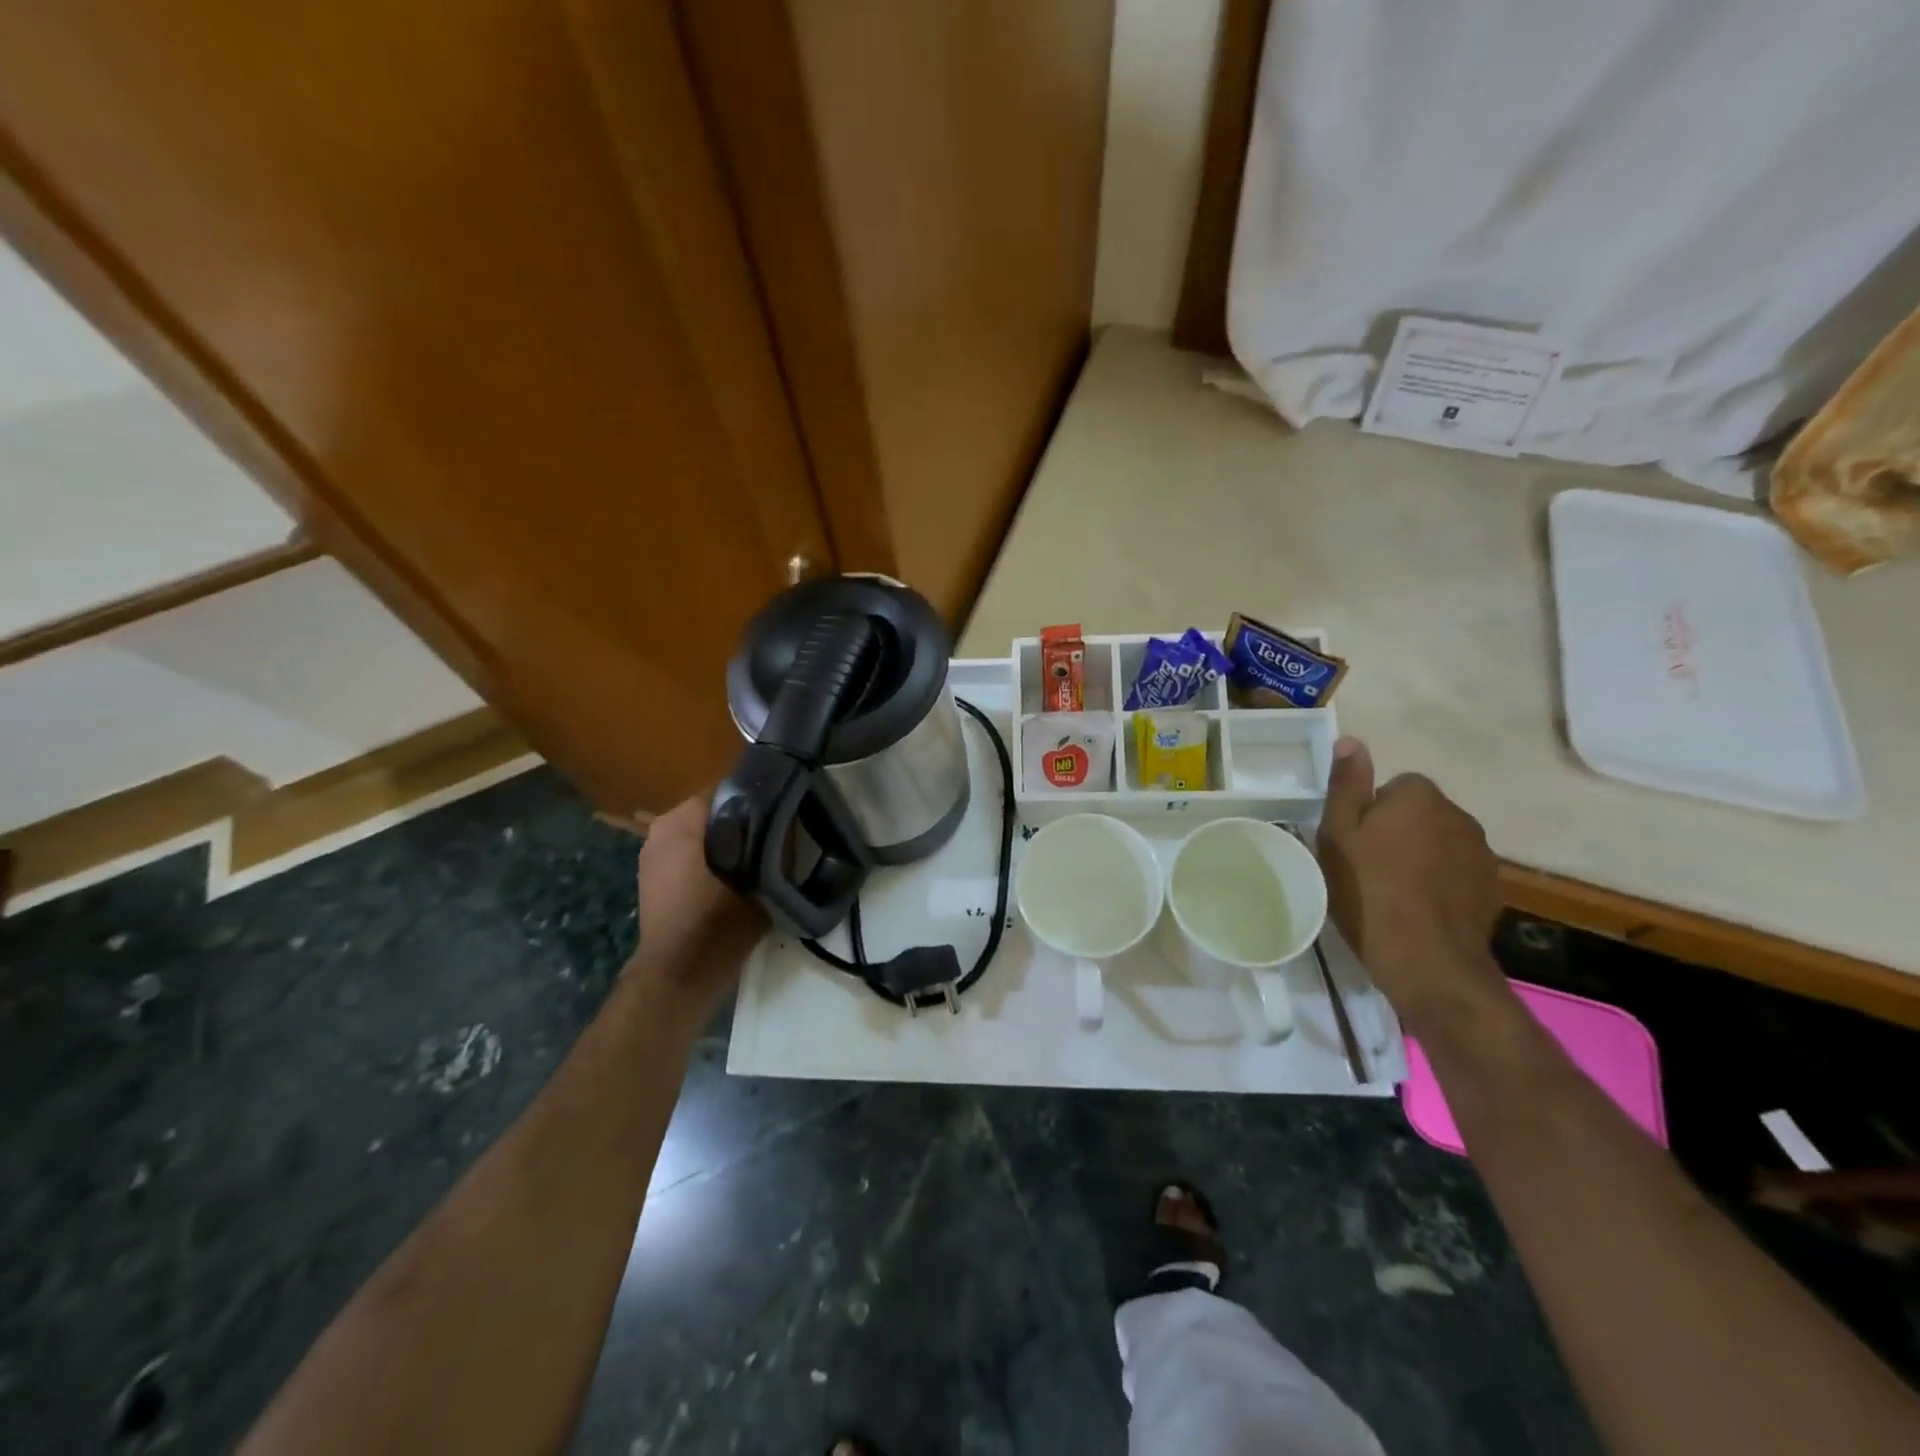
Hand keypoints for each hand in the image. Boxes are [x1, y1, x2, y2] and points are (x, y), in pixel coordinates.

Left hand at [626, 790, 765, 1002]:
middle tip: (773, 836)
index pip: (726, 789)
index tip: (781, 811)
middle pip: (712, 812)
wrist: (680, 974)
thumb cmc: (719, 921)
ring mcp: (651, 854)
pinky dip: (708, 860)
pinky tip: (731, 878)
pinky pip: (687, 855)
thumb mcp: (762, 877)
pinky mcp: (651, 879)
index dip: (757, 798)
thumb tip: (790, 819)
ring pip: (700, 834)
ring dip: (724, 841)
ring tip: (756, 858)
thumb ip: (777, 843)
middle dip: (740, 821)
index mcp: (682, 819)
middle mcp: (661, 828)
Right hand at [1316, 737, 1508, 1035]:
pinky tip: (1420, 910)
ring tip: (1394, 892)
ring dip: (1422, 857)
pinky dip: (1441, 884)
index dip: (1371, 813)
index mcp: (1419, 796)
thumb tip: (1352, 740)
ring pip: (1440, 843)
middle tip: (1368, 867)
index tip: (1355, 843)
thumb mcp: (1338, 835)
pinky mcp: (1494, 889)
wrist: (1427, 960)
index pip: (1394, 787)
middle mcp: (1458, 814)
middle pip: (1419, 813)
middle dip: (1399, 832)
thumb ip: (1346, 785)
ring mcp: (1482, 853)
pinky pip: (1458, 873)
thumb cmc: (1368, 891)